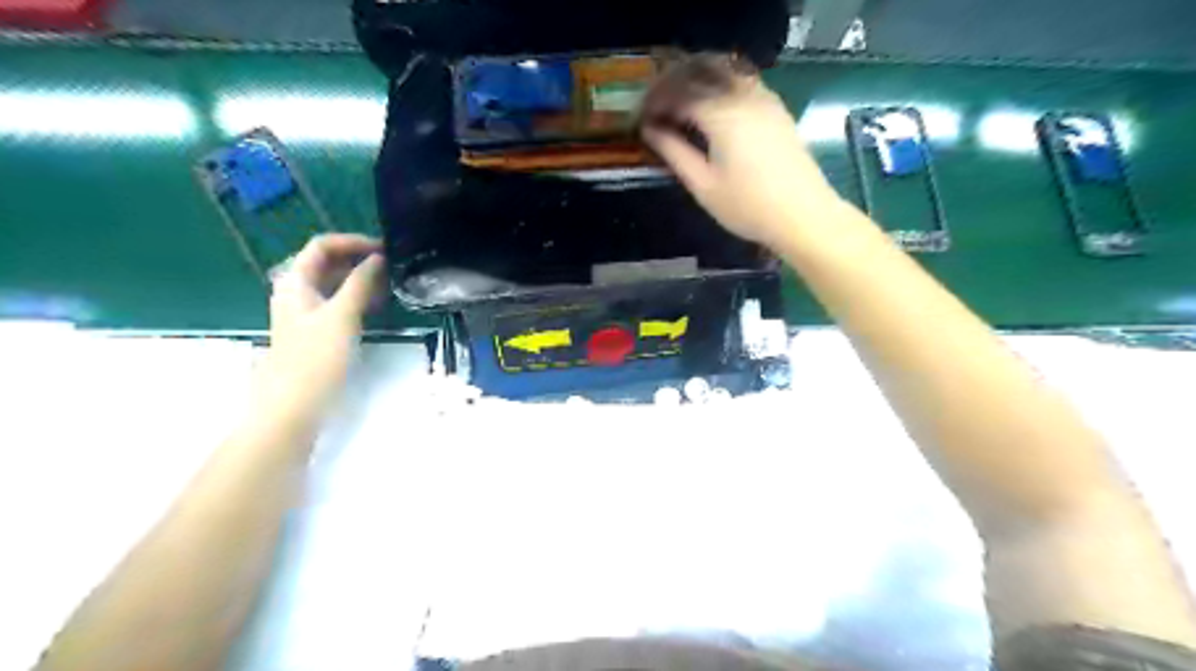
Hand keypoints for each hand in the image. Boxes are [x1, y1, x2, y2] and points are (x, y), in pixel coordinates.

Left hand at [255, 233, 382, 421]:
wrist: (294, 404)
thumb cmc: (316, 357)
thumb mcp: (342, 316)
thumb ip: (360, 283)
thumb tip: (378, 258)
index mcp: (296, 282)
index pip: (322, 246)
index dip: (352, 241)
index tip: (384, 249)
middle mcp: (298, 291)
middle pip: (327, 262)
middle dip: (358, 258)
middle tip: (392, 264)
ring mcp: (306, 311)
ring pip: (334, 283)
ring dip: (360, 278)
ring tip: (390, 282)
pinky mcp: (316, 330)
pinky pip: (338, 302)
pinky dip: (358, 297)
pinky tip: (378, 304)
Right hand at [646, 56, 837, 247]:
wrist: (803, 214)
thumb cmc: (748, 206)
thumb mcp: (703, 185)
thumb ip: (674, 152)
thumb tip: (650, 130)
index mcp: (721, 114)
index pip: (678, 95)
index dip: (655, 104)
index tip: (639, 120)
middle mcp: (742, 94)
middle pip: (700, 71)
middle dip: (672, 83)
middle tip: (655, 106)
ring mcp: (763, 97)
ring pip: (723, 69)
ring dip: (696, 78)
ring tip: (678, 102)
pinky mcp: (775, 107)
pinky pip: (741, 79)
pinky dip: (719, 82)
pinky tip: (710, 105)